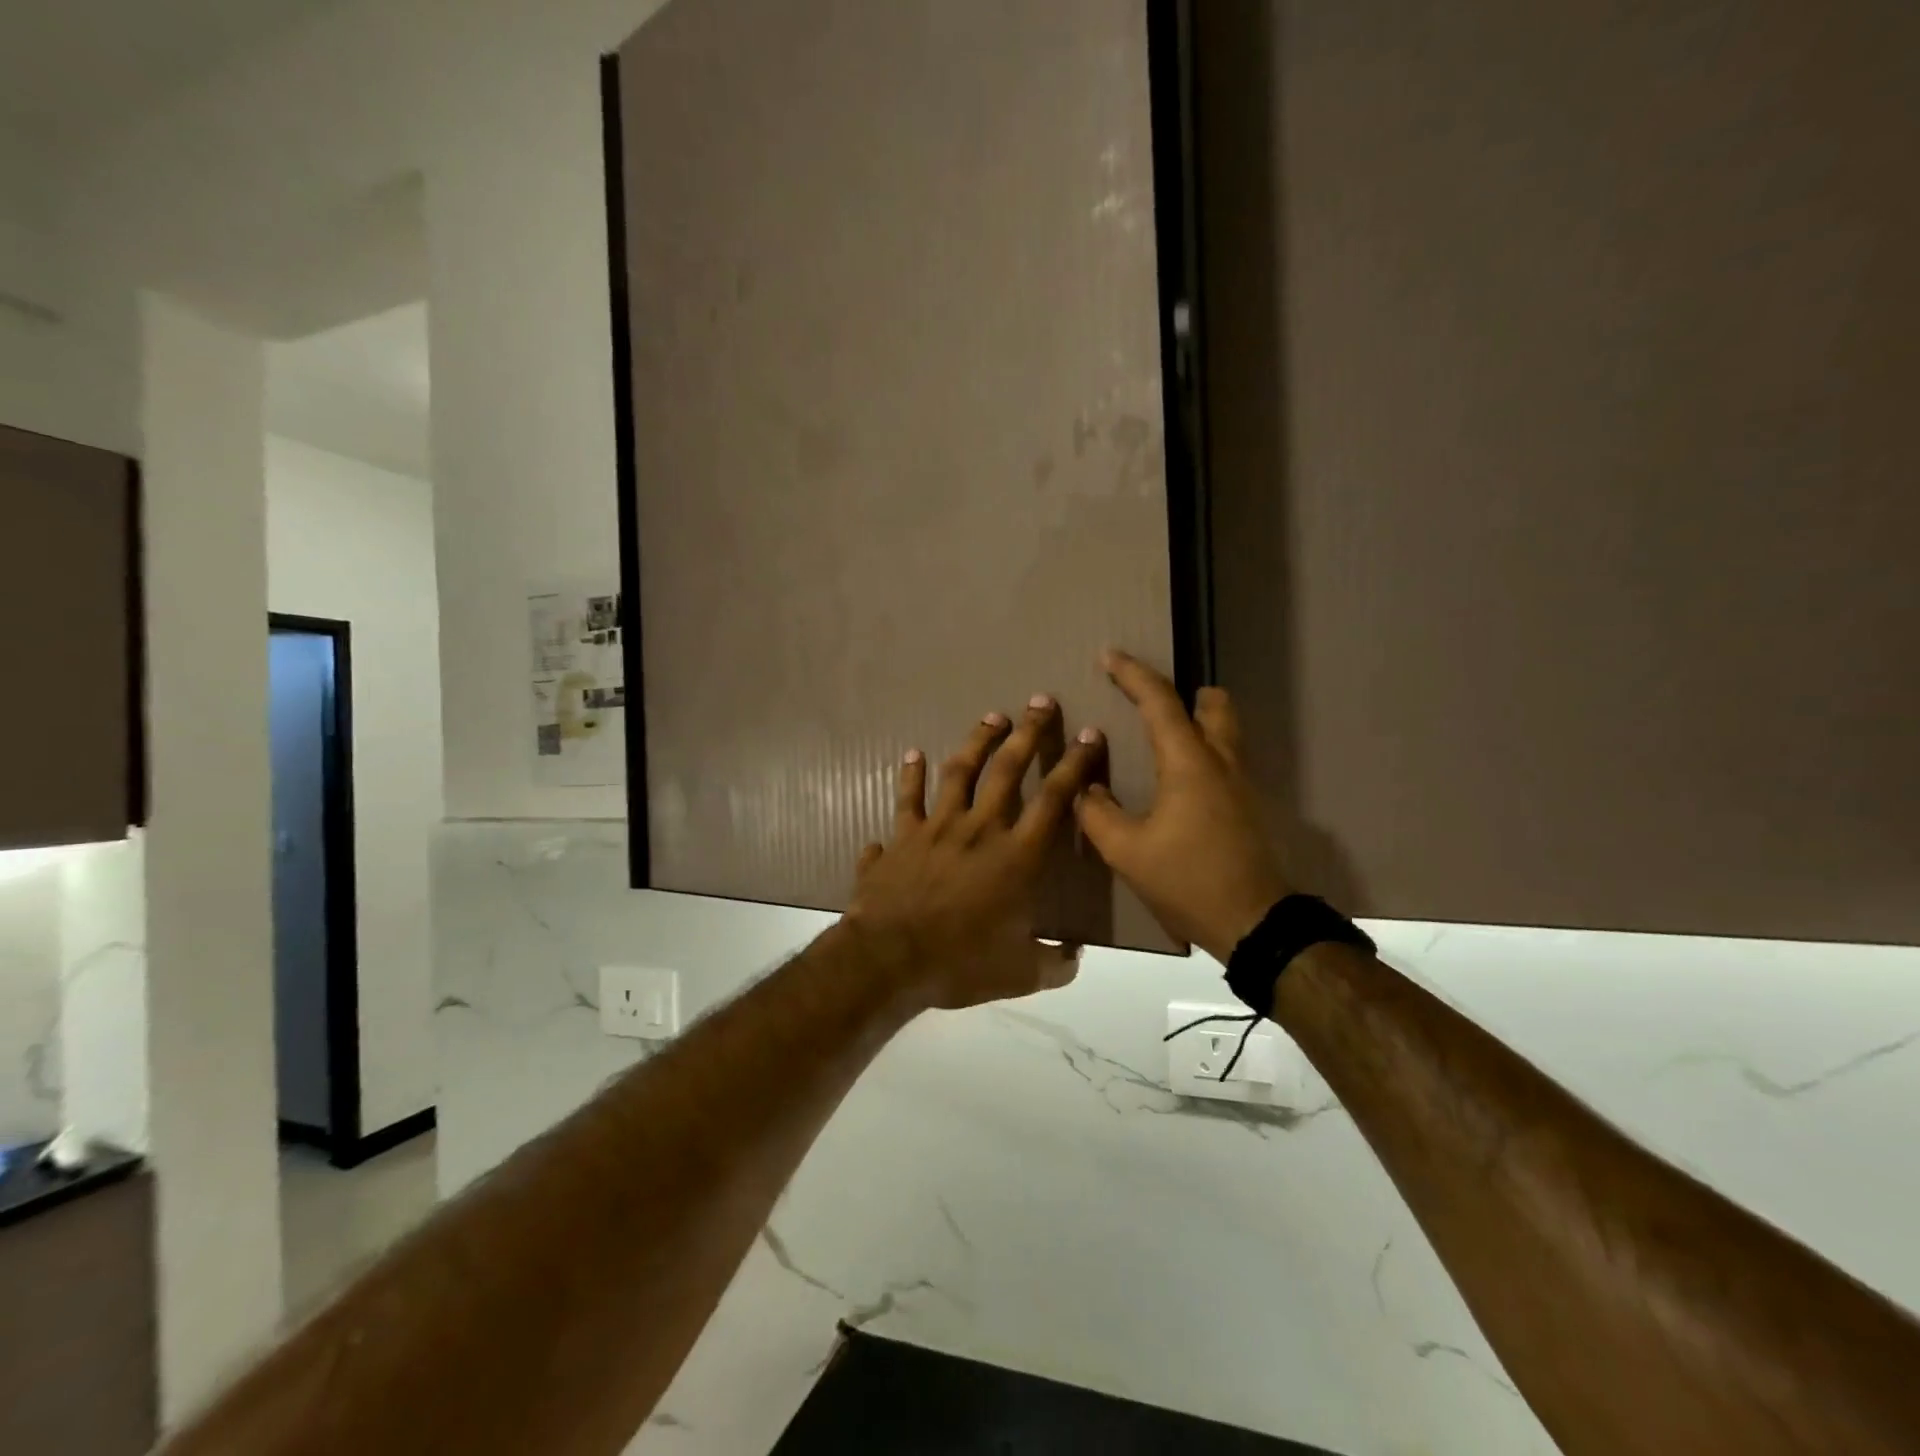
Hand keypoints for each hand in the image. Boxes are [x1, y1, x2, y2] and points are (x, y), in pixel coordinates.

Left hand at [846, 696, 1106, 1010]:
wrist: (889, 960)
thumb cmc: (960, 963)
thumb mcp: (1020, 973)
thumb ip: (1054, 963)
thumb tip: (1075, 957)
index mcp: (1016, 857)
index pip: (1054, 800)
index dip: (1075, 765)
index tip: (1089, 735)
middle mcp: (979, 830)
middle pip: (1007, 770)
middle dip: (1028, 733)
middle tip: (1040, 701)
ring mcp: (936, 828)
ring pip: (959, 773)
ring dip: (977, 742)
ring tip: (992, 717)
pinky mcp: (902, 837)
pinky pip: (906, 799)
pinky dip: (910, 776)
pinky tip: (912, 755)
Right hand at [1075, 652, 1290, 962]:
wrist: (1254, 924)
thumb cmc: (1188, 880)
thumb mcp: (1126, 851)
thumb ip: (1098, 813)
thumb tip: (1087, 790)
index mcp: (1188, 762)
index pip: (1159, 702)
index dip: (1132, 674)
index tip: (1110, 655)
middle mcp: (1221, 762)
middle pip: (1214, 705)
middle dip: (1184, 693)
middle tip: (1151, 701)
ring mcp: (1242, 785)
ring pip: (1226, 732)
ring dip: (1199, 721)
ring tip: (1164, 740)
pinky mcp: (1249, 808)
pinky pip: (1226, 760)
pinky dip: (1204, 752)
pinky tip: (1180, 783)